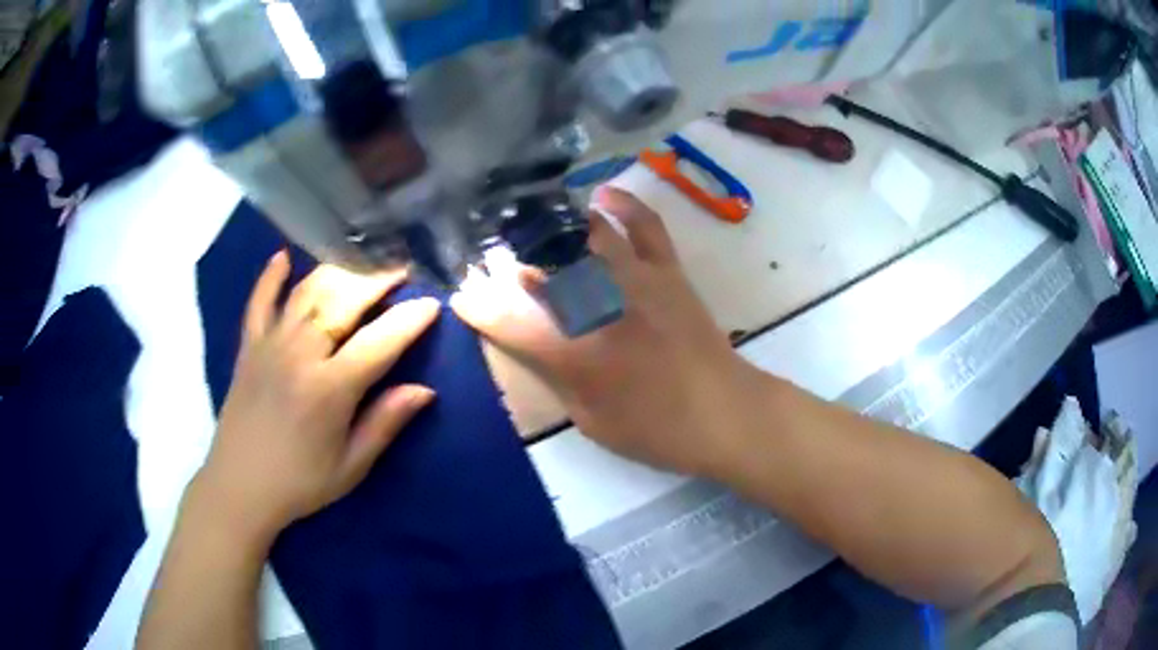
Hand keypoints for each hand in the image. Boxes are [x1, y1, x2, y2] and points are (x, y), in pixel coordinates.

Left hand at [196, 254, 439, 540]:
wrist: (239, 487)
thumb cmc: (300, 483)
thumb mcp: (351, 466)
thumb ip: (385, 423)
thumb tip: (424, 391)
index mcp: (329, 389)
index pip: (378, 343)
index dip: (409, 321)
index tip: (432, 304)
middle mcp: (299, 355)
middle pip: (342, 302)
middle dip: (376, 281)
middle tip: (400, 271)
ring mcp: (270, 345)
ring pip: (306, 292)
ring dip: (337, 273)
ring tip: (360, 264)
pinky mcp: (248, 347)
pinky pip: (259, 301)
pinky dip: (270, 277)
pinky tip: (283, 257)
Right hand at [451, 188, 763, 476]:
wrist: (724, 412)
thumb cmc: (655, 429)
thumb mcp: (590, 419)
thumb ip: (555, 377)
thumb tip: (529, 343)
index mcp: (577, 356)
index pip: (510, 323)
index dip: (479, 308)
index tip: (461, 296)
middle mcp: (602, 308)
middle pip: (543, 269)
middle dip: (508, 260)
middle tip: (491, 258)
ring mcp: (637, 281)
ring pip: (585, 237)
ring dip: (552, 228)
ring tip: (530, 221)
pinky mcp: (667, 271)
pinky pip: (644, 226)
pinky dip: (622, 205)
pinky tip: (600, 196)